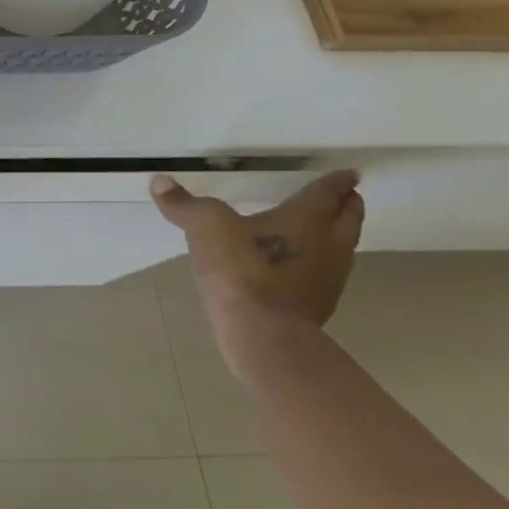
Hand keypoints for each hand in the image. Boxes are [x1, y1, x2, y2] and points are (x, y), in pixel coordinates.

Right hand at [150, 170, 364, 377]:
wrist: (263, 334)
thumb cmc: (240, 269)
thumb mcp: (204, 227)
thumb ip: (184, 204)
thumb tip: (159, 181)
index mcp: (306, 219)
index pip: (327, 193)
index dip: (337, 182)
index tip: (349, 174)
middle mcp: (328, 244)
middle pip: (347, 220)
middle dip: (347, 206)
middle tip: (347, 196)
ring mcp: (328, 278)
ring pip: (343, 248)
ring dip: (338, 235)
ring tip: (325, 228)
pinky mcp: (318, 305)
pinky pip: (326, 273)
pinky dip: (320, 262)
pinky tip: (300, 266)